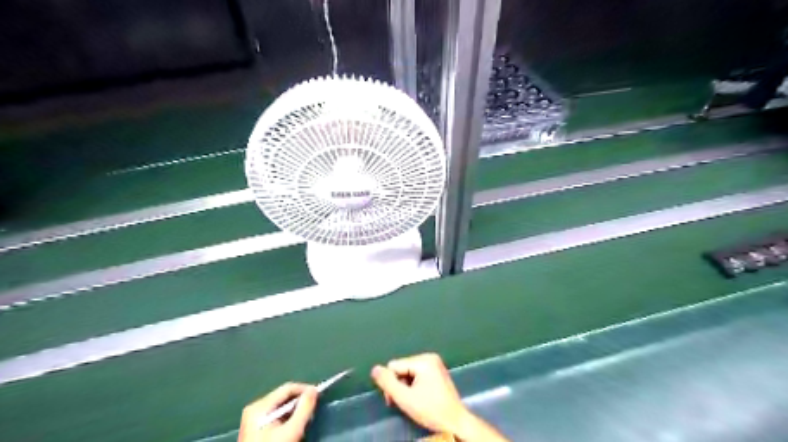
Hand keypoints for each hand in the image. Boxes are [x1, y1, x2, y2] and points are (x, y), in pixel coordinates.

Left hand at [239, 381, 318, 440]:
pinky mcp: (255, 428)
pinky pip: (275, 415)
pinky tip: (293, 426)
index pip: (288, 388)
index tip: (319, 395)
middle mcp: (254, 408)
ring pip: (280, 406)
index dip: (305, 389)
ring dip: (294, 410)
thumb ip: (304, 408)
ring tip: (305, 419)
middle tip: (313, 409)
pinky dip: (286, 418)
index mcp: (260, 406)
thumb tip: (314, 390)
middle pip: (284, 397)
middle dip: (300, 401)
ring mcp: (253, 419)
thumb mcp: (292, 431)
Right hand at [370, 352, 466, 435]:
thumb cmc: (431, 410)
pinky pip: (417, 374)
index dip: (391, 383)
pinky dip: (414, 386)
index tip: (394, 400)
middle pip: (402, 368)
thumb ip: (388, 383)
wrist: (456, 423)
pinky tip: (419, 398)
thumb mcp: (405, 398)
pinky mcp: (437, 372)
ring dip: (406, 386)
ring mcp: (435, 364)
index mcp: (423, 360)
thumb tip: (374, 369)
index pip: (394, 366)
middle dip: (399, 385)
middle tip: (403, 402)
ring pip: (408, 372)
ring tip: (412, 401)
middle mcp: (429, 357)